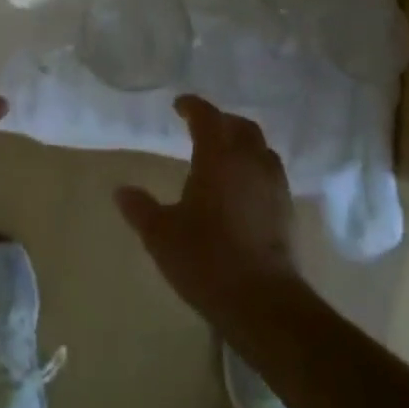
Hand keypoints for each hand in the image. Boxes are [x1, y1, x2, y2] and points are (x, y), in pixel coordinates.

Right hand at [114, 96, 301, 323]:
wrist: (262, 301)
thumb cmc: (206, 258)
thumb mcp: (161, 234)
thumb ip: (140, 208)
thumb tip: (121, 190)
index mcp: (218, 157)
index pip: (207, 117)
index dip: (193, 107)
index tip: (179, 106)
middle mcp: (250, 162)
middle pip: (242, 127)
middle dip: (222, 122)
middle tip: (203, 128)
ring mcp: (273, 186)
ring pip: (261, 149)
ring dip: (243, 144)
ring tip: (225, 156)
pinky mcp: (287, 211)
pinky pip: (270, 174)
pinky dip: (255, 169)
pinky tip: (242, 188)